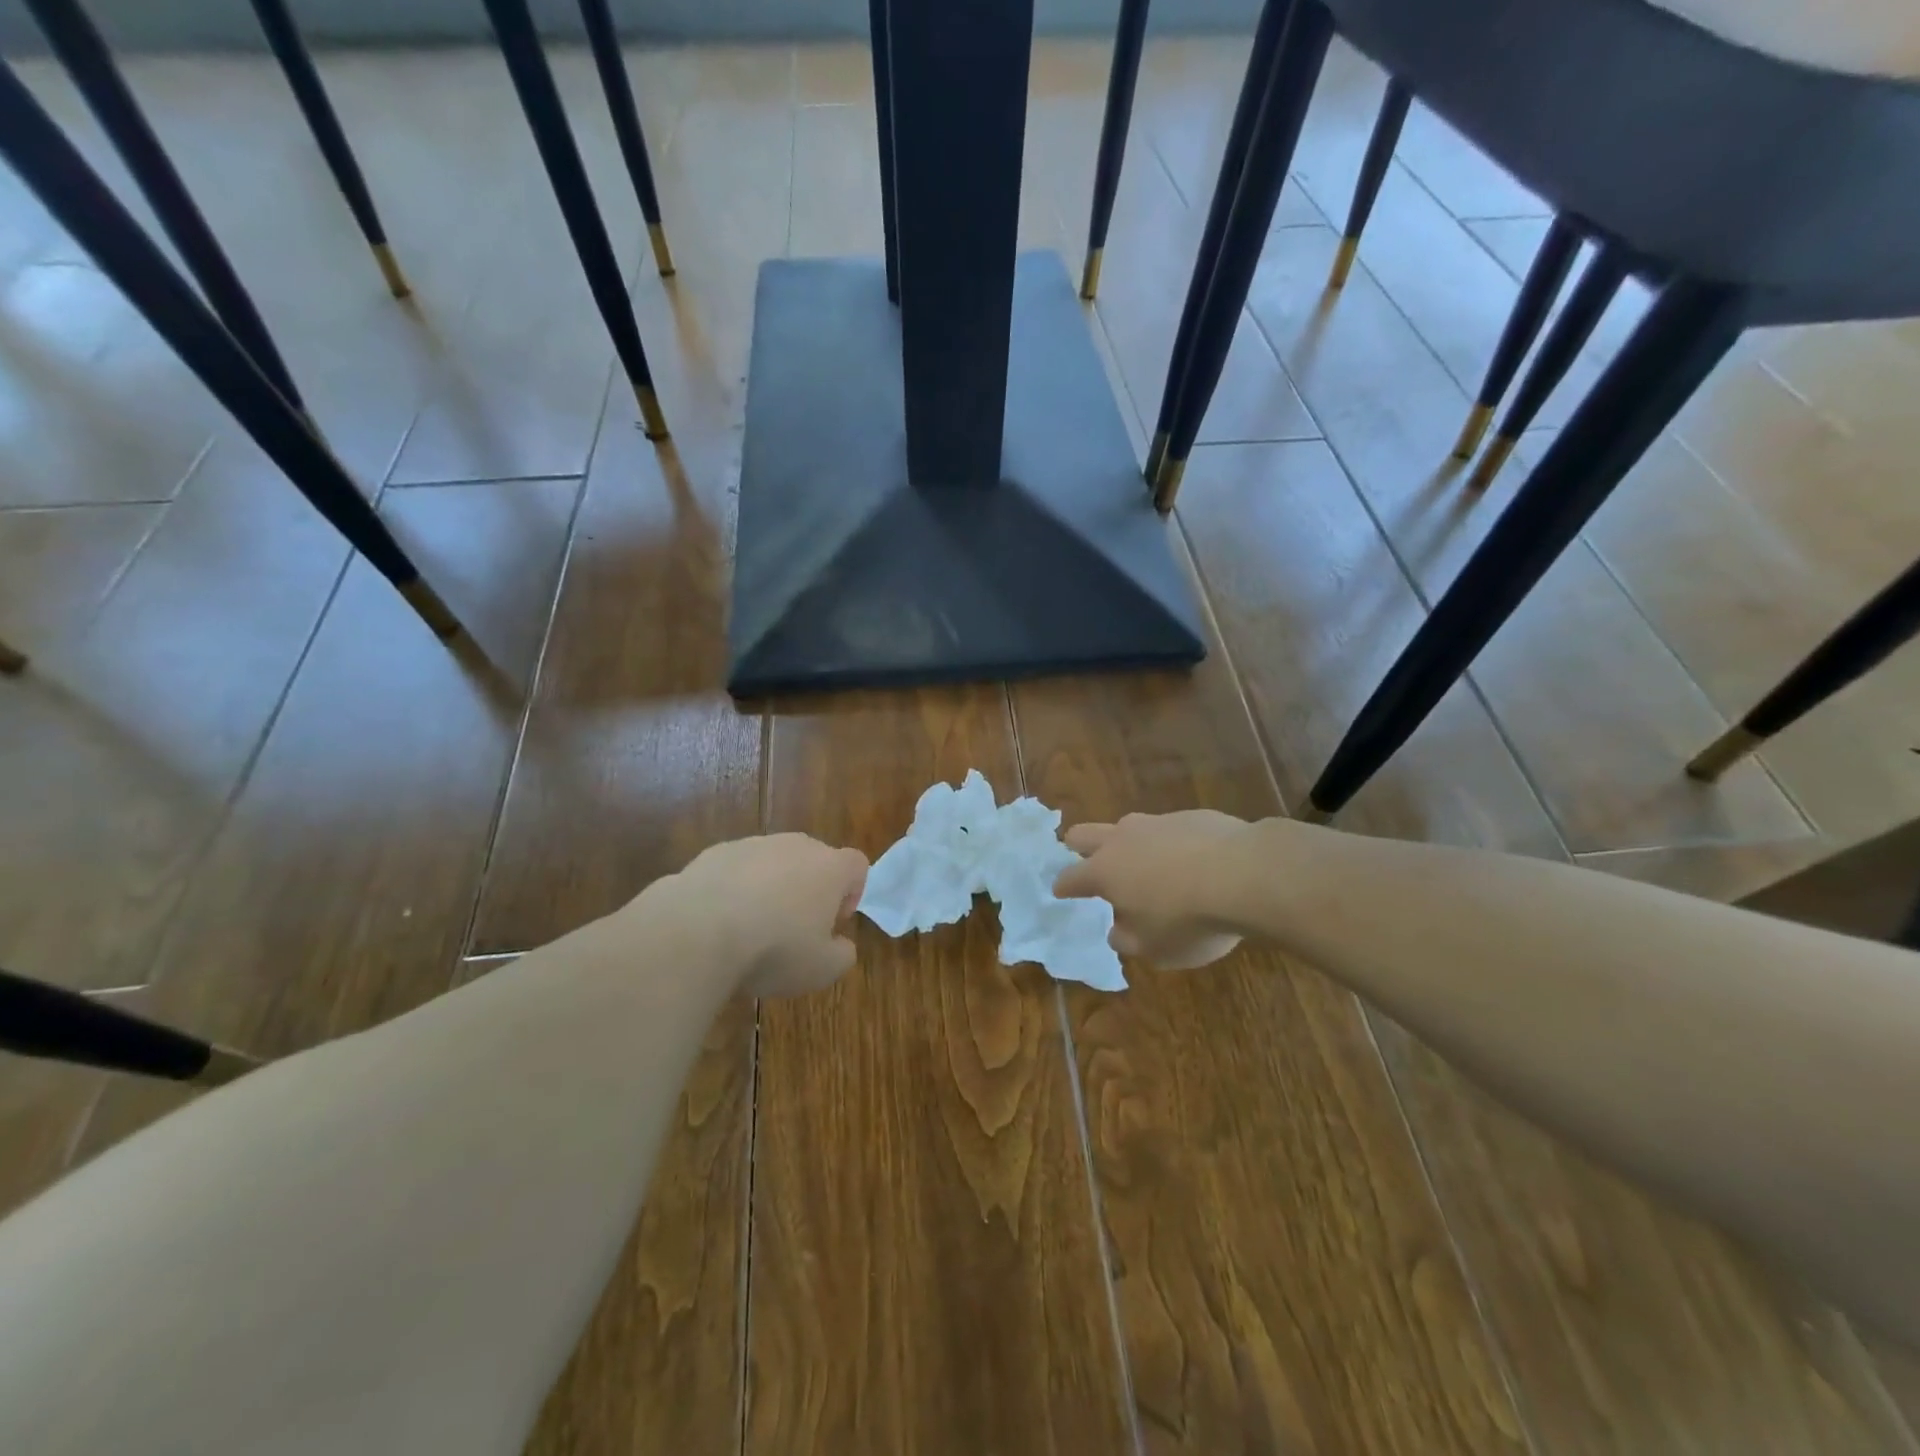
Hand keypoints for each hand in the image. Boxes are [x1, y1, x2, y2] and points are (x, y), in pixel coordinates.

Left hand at [667, 834, 869, 996]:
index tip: (832, 924)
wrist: (698, 931)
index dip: (851, 893)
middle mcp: (795, 846)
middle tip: (794, 929)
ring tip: (751, 928)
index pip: (856, 865)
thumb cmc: (774, 949)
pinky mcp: (714, 852)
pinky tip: (719, 922)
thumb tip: (840, 945)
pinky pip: (735, 869)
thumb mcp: (822, 969)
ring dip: (770, 888)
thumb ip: (842, 955)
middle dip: (809, 890)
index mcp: (830, 867)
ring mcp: (753, 844)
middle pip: (814, 860)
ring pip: (772, 863)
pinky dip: (734, 889)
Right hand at [1053, 810, 1255, 969]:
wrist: (1245, 874)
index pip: (1070, 877)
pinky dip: (1171, 845)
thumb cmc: (1189, 919)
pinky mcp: (1191, 816)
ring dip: (1129, 845)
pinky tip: (1193, 862)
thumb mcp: (1154, 948)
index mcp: (1105, 872)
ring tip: (1148, 867)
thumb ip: (1127, 939)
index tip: (1060, 891)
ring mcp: (1157, 822)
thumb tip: (1117, 929)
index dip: (1063, 886)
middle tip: (1085, 862)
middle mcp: (1123, 839)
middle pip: (1085, 833)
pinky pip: (1169, 829)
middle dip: (1079, 847)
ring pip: (1129, 827)